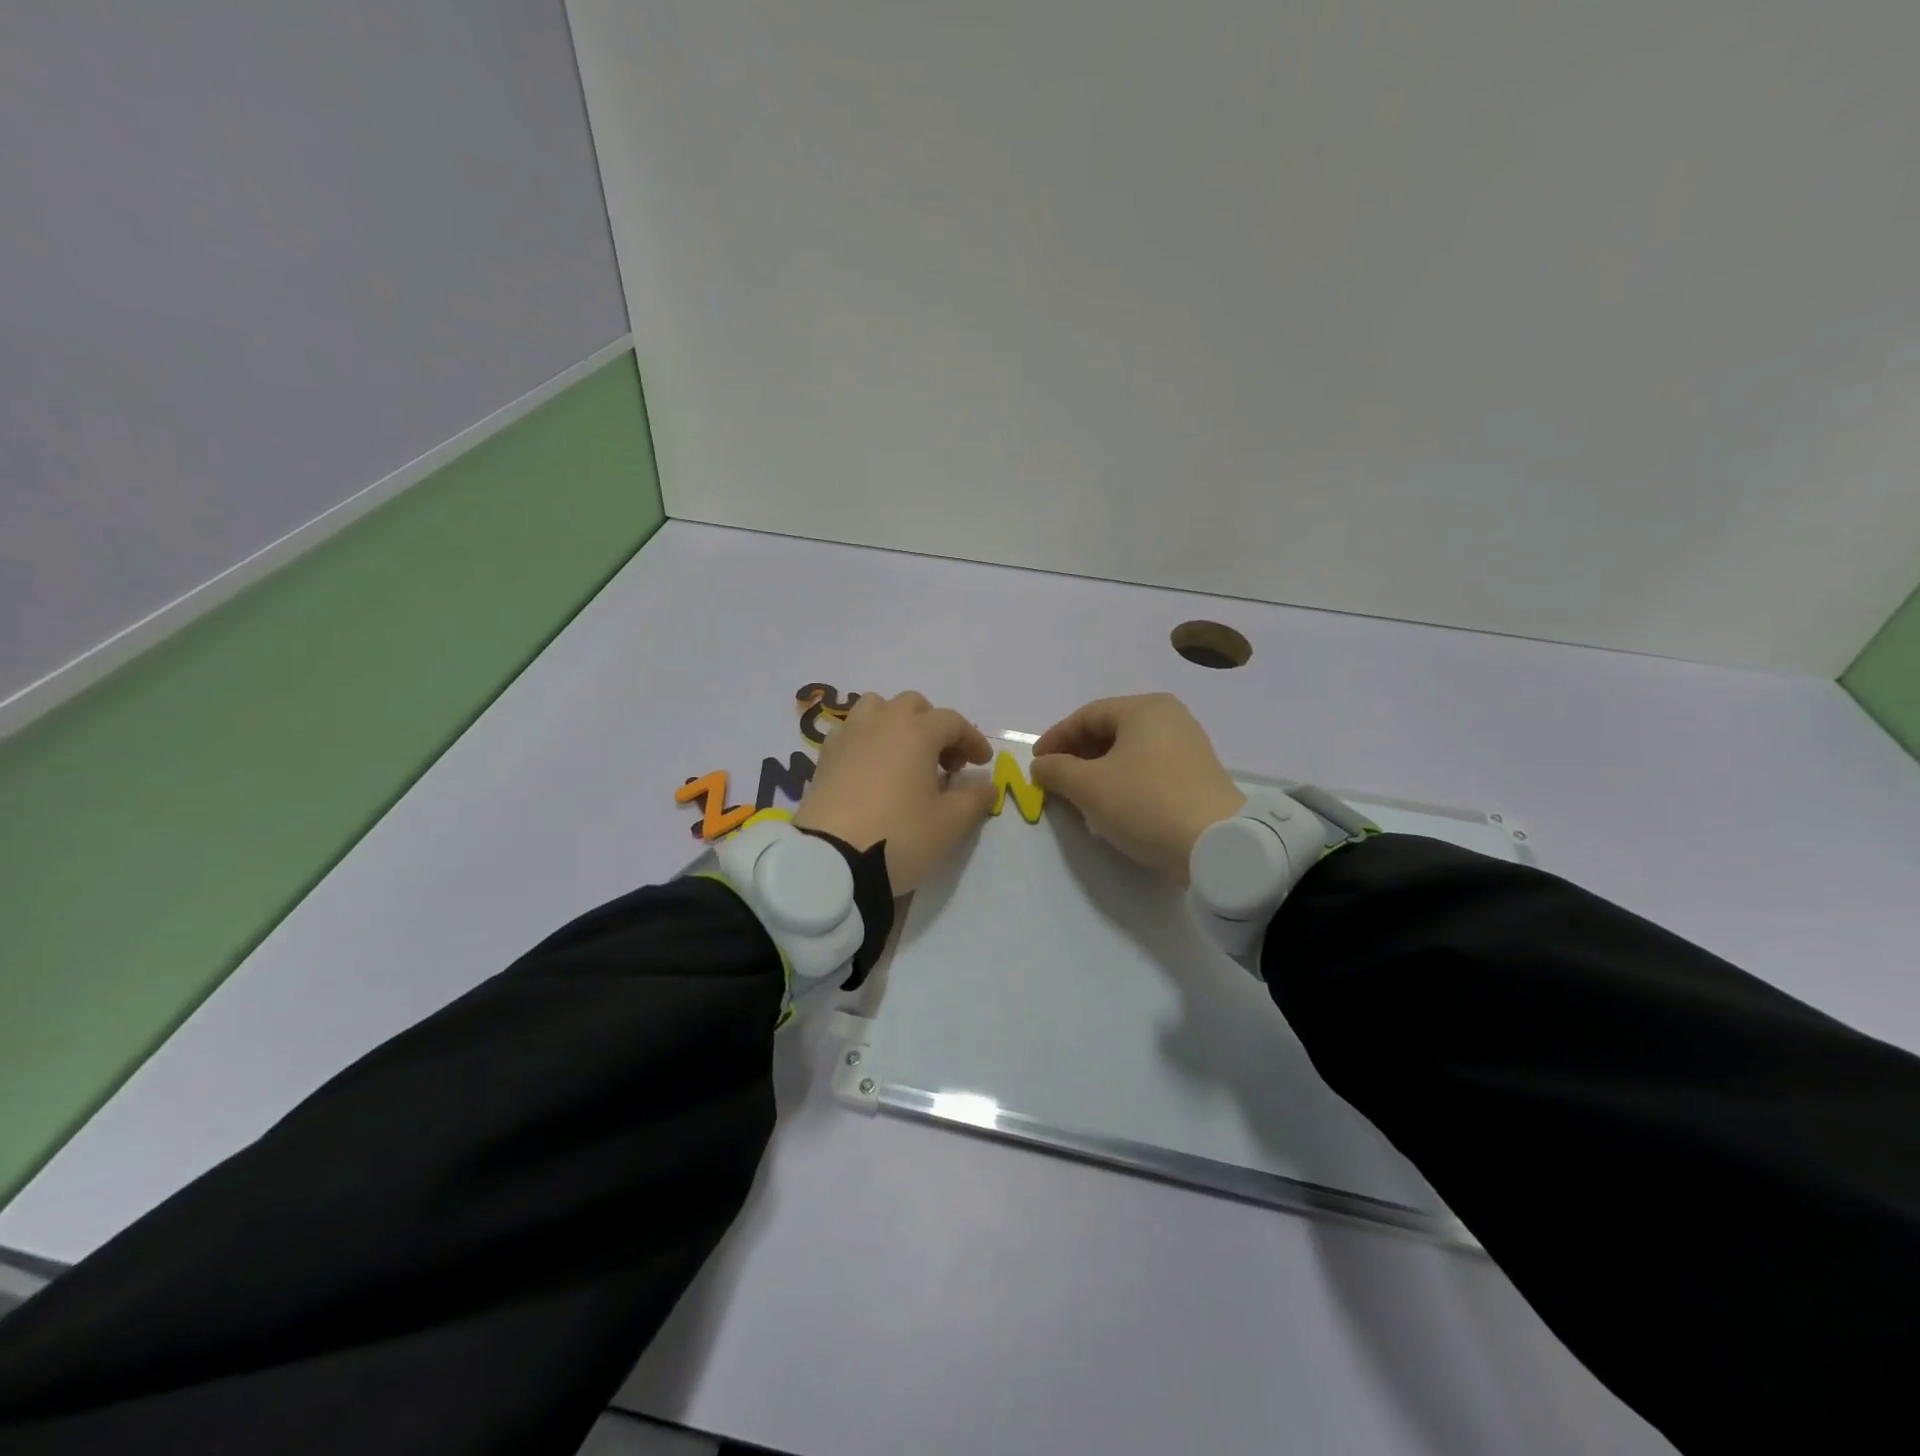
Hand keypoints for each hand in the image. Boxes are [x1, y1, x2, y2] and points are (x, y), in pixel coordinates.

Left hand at [794, 691, 996, 892]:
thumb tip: (986, 784)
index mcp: (916, 731)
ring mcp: (848, 736)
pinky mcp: (824, 756)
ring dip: (897, 724)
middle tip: (945, 762)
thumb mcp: (951, 823)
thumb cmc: (900, 836)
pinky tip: (872, 769)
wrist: (830, 860)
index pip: (953, 722)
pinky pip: (851, 732)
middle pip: (913, 706)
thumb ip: (976, 798)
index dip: (972, 740)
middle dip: (934, 727)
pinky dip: (868, 740)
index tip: (982, 763)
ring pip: (876, 709)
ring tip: (905, 757)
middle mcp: (881, 722)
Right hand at [1030, 694, 1244, 883]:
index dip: (1056, 738)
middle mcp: (1170, 718)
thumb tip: (1041, 766)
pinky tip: (1112, 807)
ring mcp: (1188, 747)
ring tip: (1079, 797)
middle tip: (1055, 781)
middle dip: (1076, 756)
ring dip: (1097, 771)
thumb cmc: (1145, 803)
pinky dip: (1123, 782)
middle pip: (1109, 731)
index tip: (1037, 764)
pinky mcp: (1197, 777)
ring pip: (1128, 752)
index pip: (1087, 715)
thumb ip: (1056, 770)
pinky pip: (1148, 770)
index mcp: (1145, 708)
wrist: (1217, 845)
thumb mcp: (1089, 786)